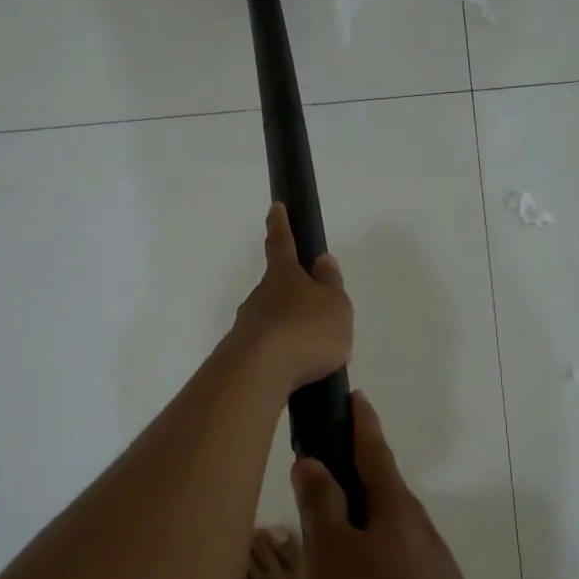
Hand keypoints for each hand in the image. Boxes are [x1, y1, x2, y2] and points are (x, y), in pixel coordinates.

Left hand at [230, 203, 352, 395]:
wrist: (260, 372)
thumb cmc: (306, 330)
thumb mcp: (335, 305)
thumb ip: (331, 284)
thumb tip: (321, 261)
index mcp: (284, 275)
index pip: (282, 242)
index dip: (281, 224)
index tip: (275, 206)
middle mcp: (260, 295)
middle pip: (276, 287)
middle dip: (293, 295)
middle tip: (315, 313)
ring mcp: (248, 324)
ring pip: (272, 319)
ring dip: (289, 329)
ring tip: (313, 352)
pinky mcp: (242, 354)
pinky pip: (269, 348)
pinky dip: (283, 354)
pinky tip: (297, 371)